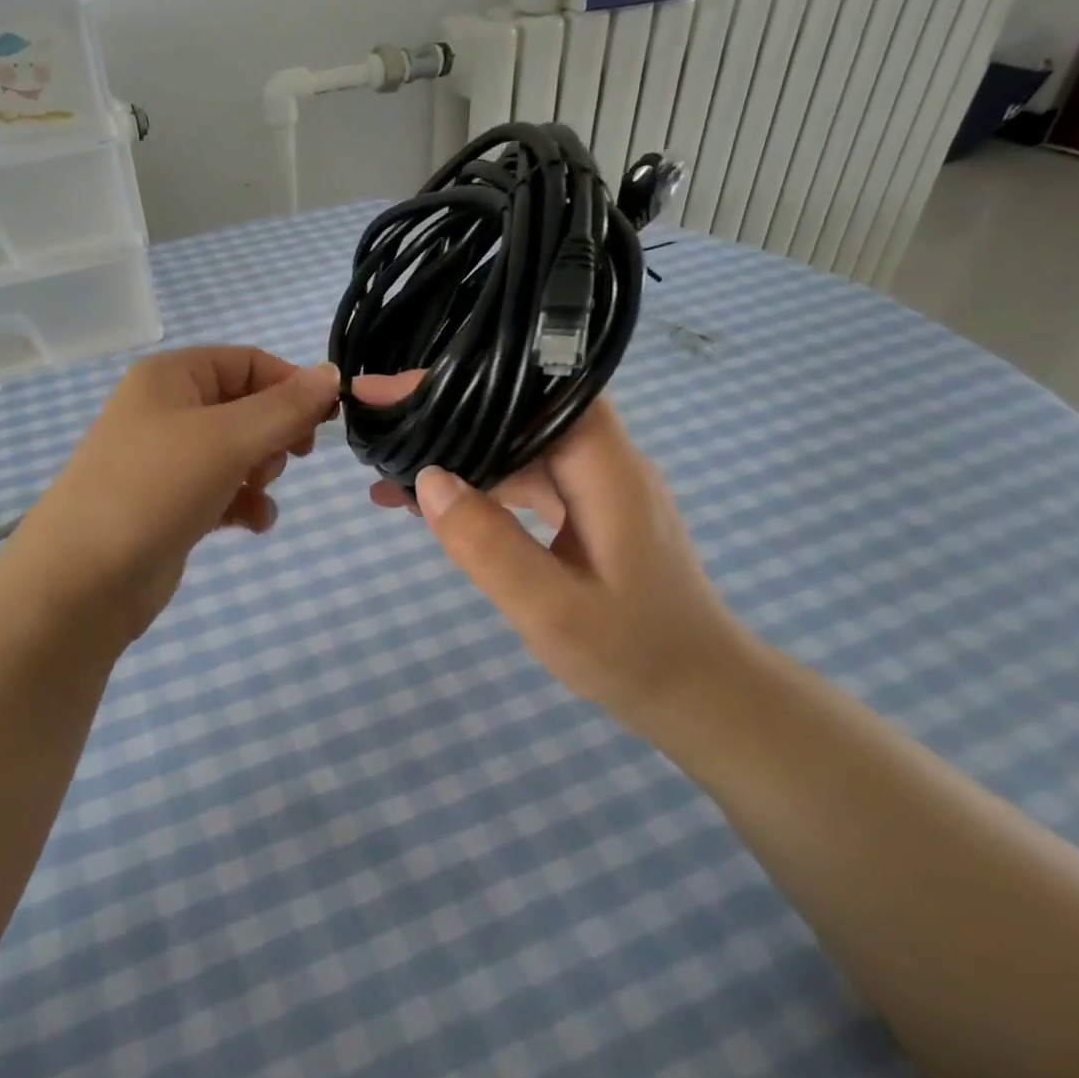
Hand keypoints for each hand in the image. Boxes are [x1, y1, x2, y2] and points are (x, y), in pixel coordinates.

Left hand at [11, 347, 339, 637]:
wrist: (84, 579)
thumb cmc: (156, 488)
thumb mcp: (229, 439)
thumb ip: (285, 407)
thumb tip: (332, 374)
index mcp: (171, 377)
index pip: (248, 362)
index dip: (291, 385)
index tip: (326, 420)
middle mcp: (166, 410)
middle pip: (245, 407)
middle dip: (274, 434)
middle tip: (287, 458)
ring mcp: (165, 460)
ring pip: (237, 452)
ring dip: (261, 471)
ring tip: (257, 492)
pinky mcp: (169, 504)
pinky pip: (222, 491)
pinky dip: (243, 503)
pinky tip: (253, 524)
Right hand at [356, 372, 756, 728]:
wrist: (701, 697)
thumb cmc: (633, 655)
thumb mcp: (551, 609)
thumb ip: (489, 544)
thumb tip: (428, 479)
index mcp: (605, 466)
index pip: (530, 393)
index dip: (462, 380)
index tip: (393, 390)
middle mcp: (604, 461)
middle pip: (518, 412)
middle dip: (445, 410)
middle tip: (376, 421)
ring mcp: (596, 486)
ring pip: (516, 447)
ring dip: (456, 452)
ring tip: (387, 468)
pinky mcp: (587, 512)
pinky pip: (524, 482)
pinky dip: (478, 487)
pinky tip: (431, 506)